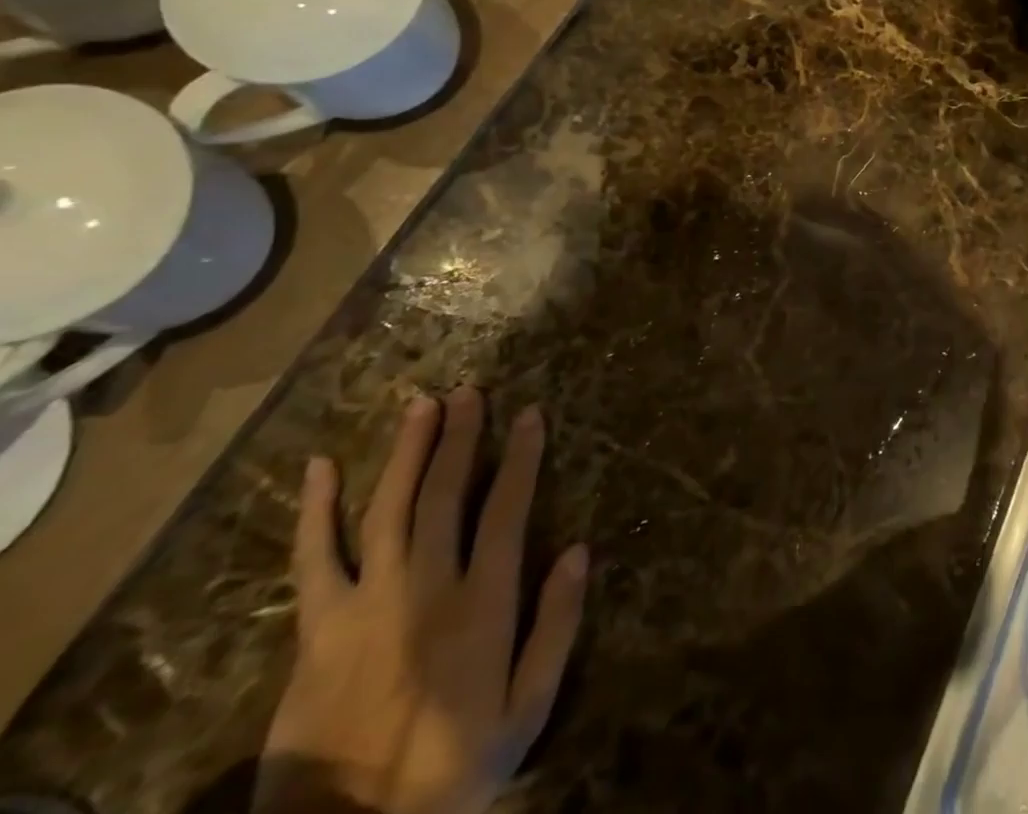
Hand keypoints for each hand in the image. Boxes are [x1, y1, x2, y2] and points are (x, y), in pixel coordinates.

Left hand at [255, 389, 587, 813]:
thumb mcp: (527, 711)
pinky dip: (315, 510)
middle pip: (445, 494)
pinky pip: (313, 559)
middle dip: (461, 437)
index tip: (531, 413)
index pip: (508, 508)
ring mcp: (365, 604)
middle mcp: (426, 587)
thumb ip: (557, 626)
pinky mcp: (316, 629)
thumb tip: (579, 549)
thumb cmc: (450, 770)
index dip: (521, 456)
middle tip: (470, 392)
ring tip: (420, 405)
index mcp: (482, 603)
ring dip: (406, 452)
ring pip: (388, 508)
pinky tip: (318, 467)